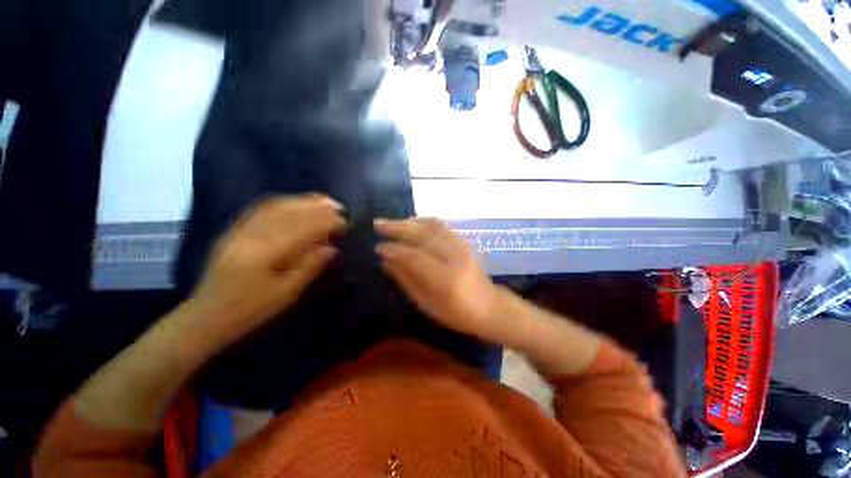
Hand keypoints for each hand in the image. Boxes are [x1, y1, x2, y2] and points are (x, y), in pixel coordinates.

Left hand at [188, 195, 344, 349]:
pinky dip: (282, 202)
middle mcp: (252, 235)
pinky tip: (294, 202)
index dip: (326, 222)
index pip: (303, 228)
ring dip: (302, 201)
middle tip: (337, 207)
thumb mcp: (286, 294)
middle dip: (317, 207)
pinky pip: (260, 209)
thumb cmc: (250, 309)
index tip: (345, 222)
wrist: (207, 315)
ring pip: (275, 206)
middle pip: (289, 212)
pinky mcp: (235, 230)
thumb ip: (310, 267)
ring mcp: (241, 230)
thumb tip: (332, 248)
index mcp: (266, 253)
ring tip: (322, 201)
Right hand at [375, 218, 502, 341]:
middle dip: (397, 228)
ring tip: (392, 223)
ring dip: (409, 222)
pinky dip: (424, 221)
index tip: (377, 247)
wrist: (489, 306)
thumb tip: (385, 261)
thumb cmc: (456, 313)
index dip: (393, 250)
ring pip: (432, 226)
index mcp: (445, 279)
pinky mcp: (465, 241)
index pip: (414, 256)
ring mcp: (462, 246)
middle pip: (422, 236)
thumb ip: (406, 279)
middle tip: (378, 225)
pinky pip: (442, 225)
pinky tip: (412, 222)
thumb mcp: (426, 304)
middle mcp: (455, 257)